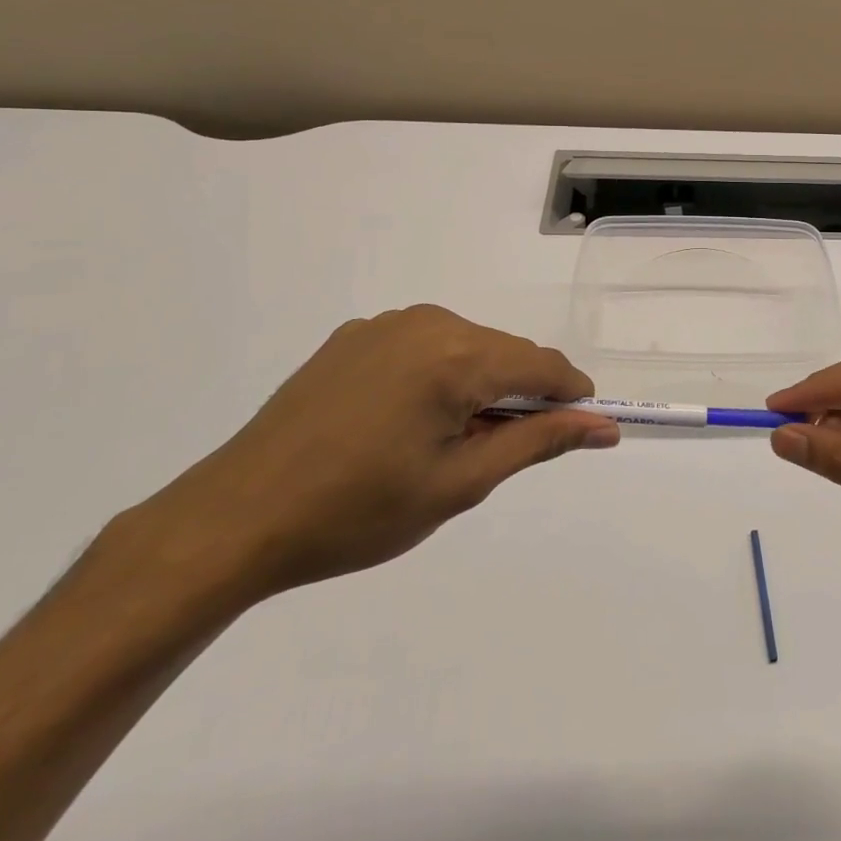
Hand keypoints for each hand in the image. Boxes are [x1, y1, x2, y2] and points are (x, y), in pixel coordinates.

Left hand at [132, 305, 618, 600]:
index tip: (582, 428)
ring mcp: (385, 324)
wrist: (236, 518)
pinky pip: (423, 346)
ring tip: (447, 443)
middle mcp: (427, 322)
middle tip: (499, 453)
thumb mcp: (460, 483)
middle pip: (504, 352)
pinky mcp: (353, 336)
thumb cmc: (358, 512)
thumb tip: (604, 426)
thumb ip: (538, 442)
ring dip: (478, 385)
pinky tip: (405, 422)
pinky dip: (437, 376)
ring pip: (465, 347)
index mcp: (457, 355)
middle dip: (519, 395)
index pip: (542, 365)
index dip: (570, 396)